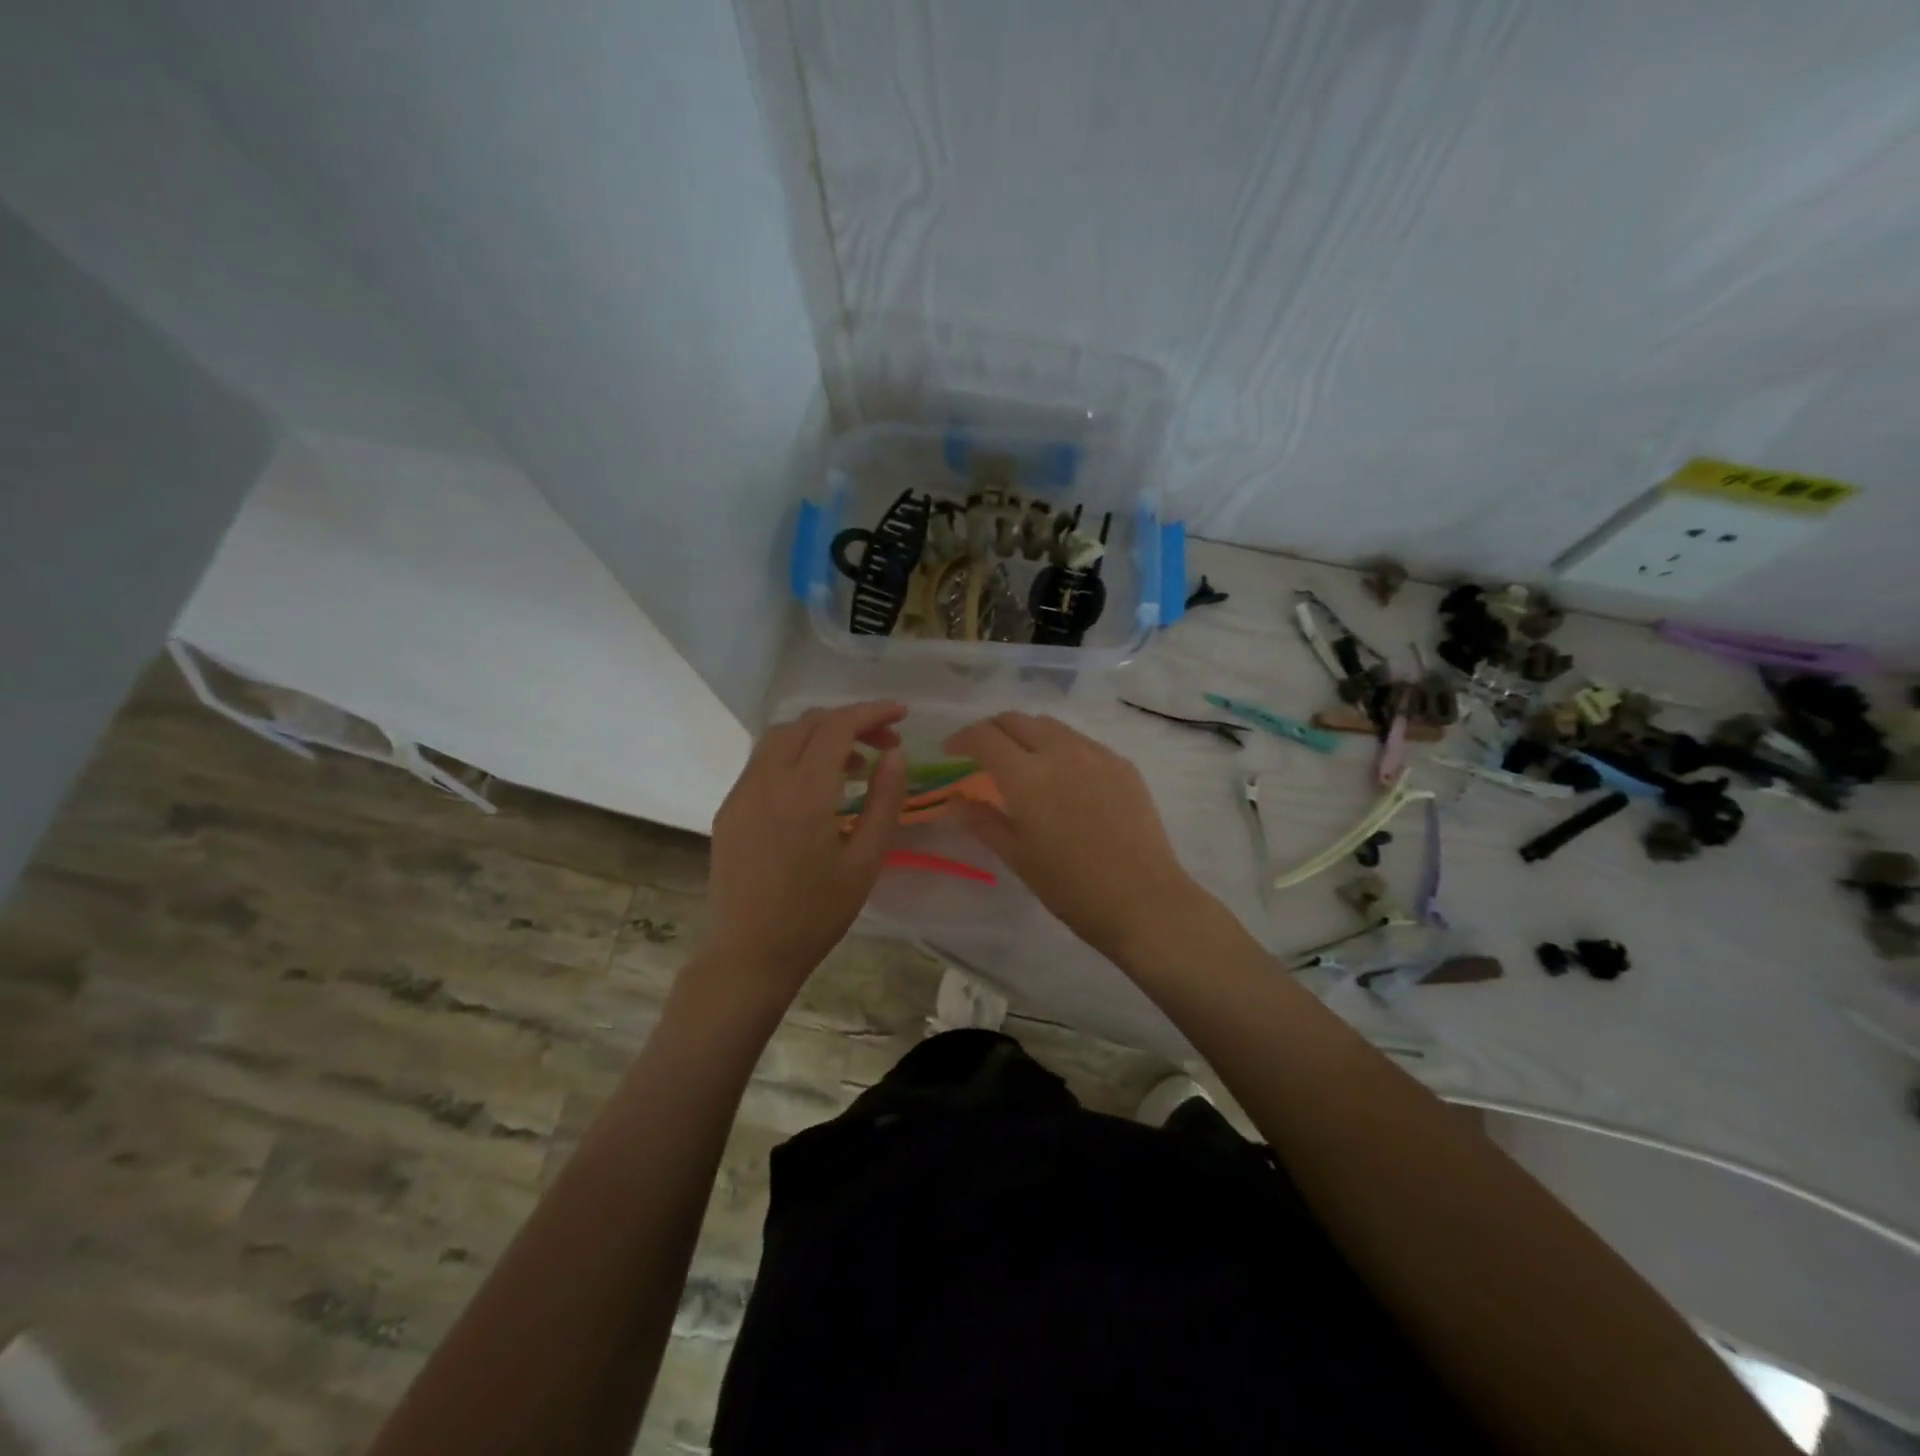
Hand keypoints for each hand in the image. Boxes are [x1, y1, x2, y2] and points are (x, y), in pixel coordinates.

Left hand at [699, 702, 909, 1006]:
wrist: (748, 955)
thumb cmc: (816, 915)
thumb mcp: (865, 861)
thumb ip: (885, 801)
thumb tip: (895, 754)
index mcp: (804, 794)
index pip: (838, 726)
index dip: (872, 712)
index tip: (902, 715)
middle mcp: (766, 781)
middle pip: (807, 723)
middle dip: (849, 720)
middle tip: (884, 742)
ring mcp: (741, 792)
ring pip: (780, 737)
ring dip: (820, 734)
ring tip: (853, 763)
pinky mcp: (728, 808)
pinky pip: (763, 762)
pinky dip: (795, 755)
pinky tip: (815, 786)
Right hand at [943, 712, 1203, 960]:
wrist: (1143, 901)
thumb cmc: (1071, 887)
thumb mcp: (1017, 857)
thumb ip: (983, 821)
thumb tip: (957, 801)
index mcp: (1027, 775)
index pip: (985, 736)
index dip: (962, 738)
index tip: (950, 751)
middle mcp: (1061, 751)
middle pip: (1017, 720)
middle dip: (992, 730)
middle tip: (981, 753)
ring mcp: (1097, 754)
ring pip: (1051, 726)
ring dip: (1026, 734)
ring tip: (1021, 761)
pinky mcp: (1123, 765)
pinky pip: (1082, 742)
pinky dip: (1060, 747)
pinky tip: (1062, 777)